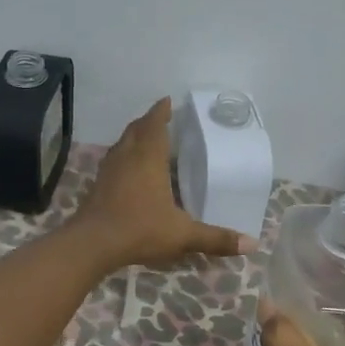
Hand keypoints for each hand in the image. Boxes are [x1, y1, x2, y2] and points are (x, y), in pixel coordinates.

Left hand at [73, 98, 255, 270]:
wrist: (93, 243)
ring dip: (134, 137)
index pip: (154, 124)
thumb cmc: (140, 229)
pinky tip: (129, 169)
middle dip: (148, 121)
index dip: (161, 111)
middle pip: (136, 129)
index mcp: (148, 158)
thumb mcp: (183, 234)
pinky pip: (113, 160)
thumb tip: (252, 244)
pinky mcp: (98, 185)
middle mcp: (127, 157)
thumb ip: (215, 238)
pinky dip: (123, 156)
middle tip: (161, 118)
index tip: (167, 101)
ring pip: (122, 144)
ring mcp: (109, 170)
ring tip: (146, 139)